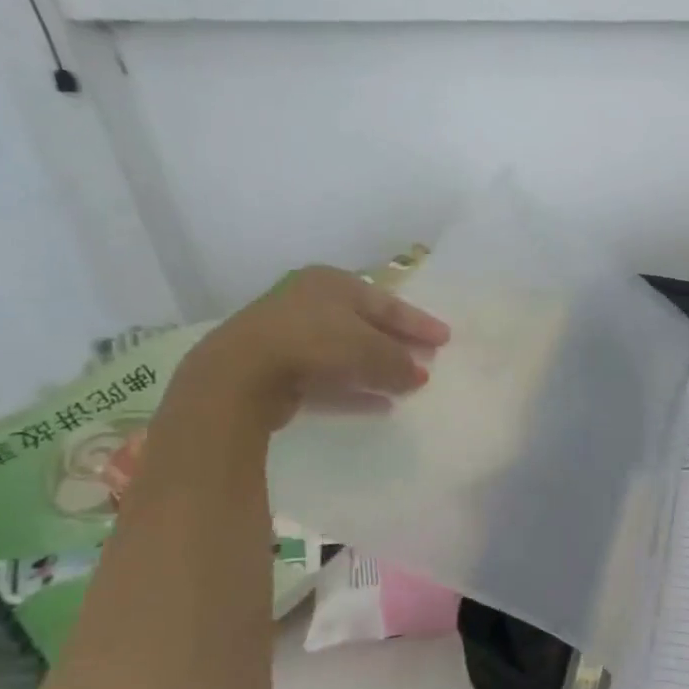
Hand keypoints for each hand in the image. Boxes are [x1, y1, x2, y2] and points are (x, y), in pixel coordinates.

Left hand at [185, 265, 450, 431]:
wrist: (242, 374)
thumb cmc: (316, 344)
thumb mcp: (371, 350)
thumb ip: (400, 362)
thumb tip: (419, 375)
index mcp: (333, 283)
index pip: (388, 303)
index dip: (419, 323)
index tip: (446, 339)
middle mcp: (310, 301)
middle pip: (367, 326)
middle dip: (399, 345)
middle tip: (428, 360)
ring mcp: (290, 334)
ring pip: (348, 352)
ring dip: (378, 370)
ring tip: (408, 387)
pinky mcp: (278, 367)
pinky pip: (328, 377)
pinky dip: (354, 389)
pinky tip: (380, 405)